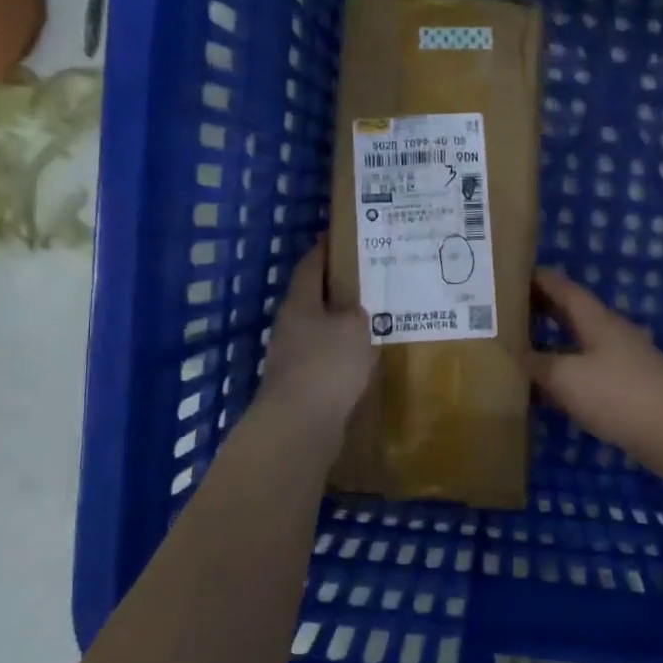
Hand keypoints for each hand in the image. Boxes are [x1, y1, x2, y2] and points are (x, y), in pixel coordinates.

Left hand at [257, 245, 374, 430]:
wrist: (299, 424)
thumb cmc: (327, 365)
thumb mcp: (353, 327)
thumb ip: (356, 312)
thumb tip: (352, 313)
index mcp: (299, 304)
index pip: (310, 266)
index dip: (324, 250)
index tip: (340, 237)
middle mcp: (290, 326)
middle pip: (313, 299)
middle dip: (337, 289)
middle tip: (367, 280)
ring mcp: (290, 357)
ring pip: (319, 330)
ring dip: (340, 325)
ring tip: (372, 320)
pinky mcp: (300, 384)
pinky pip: (324, 359)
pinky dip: (341, 354)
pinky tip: (362, 359)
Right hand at [526, 268, 662, 471]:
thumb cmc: (618, 394)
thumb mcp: (567, 377)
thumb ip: (539, 364)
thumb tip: (518, 353)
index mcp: (596, 320)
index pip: (564, 289)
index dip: (539, 280)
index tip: (512, 274)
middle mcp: (611, 334)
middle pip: (573, 314)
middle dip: (543, 310)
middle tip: (509, 311)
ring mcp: (623, 362)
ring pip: (580, 345)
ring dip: (554, 344)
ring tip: (522, 349)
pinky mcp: (628, 389)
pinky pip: (589, 372)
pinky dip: (566, 374)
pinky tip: (550, 391)